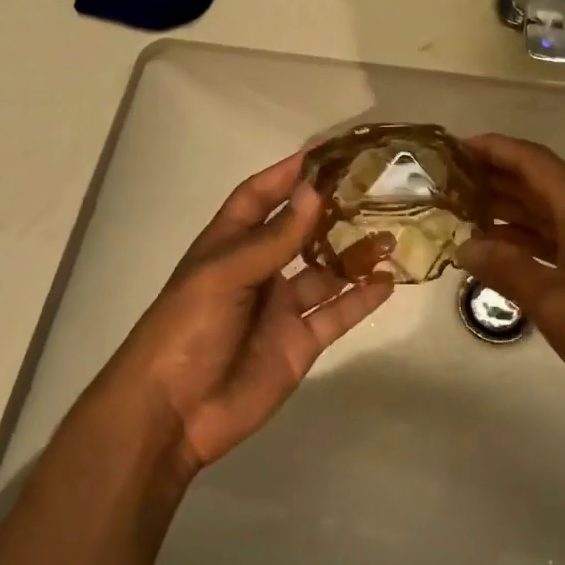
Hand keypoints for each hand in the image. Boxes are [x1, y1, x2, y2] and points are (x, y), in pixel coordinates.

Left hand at [106, 152, 392, 475]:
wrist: (174, 412)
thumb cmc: (187, 328)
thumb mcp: (225, 273)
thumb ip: (274, 237)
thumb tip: (314, 192)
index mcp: (229, 245)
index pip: (259, 196)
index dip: (287, 173)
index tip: (326, 152)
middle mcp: (258, 270)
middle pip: (299, 231)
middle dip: (331, 210)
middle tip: (373, 189)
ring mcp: (280, 307)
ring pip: (325, 272)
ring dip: (354, 254)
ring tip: (391, 233)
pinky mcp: (299, 342)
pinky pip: (336, 314)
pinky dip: (361, 299)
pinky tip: (388, 281)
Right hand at [457, 134, 564, 405]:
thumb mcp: (553, 301)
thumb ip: (506, 269)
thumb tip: (465, 247)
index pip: (533, 161)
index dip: (494, 149)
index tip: (456, 148)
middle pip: (541, 181)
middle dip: (496, 177)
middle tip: (451, 182)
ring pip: (552, 210)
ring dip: (512, 208)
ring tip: (467, 212)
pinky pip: (564, 234)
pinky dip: (532, 236)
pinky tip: (504, 249)